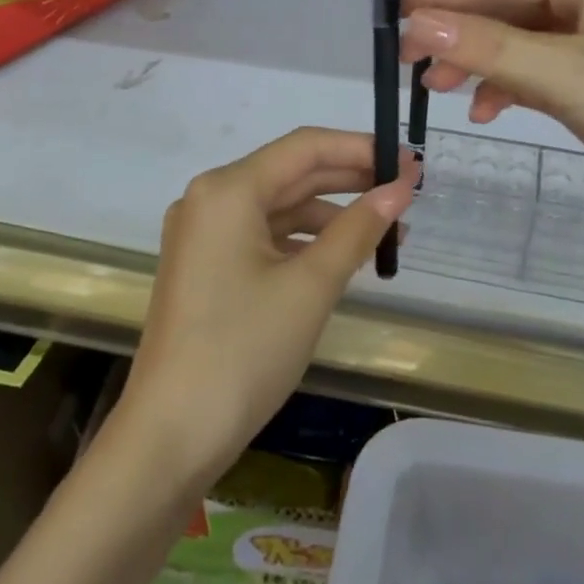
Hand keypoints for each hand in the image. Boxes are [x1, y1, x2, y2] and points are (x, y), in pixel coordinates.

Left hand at [115, 128, 416, 490]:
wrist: (172, 436)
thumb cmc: (244, 351)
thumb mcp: (310, 286)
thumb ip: (357, 229)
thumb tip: (401, 189)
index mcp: (227, 190)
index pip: (305, 147)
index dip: (361, 149)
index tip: (410, 161)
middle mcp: (209, 200)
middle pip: (291, 173)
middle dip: (351, 179)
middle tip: (408, 190)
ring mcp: (203, 235)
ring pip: (279, 206)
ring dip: (331, 213)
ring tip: (385, 230)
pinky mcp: (206, 266)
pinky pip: (263, 236)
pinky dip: (304, 241)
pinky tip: (341, 255)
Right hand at [402, 0, 583, 250]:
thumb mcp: (569, 74)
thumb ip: (490, 48)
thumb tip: (416, 23)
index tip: (392, 14)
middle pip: (504, 6)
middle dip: (456, 30)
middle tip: (406, 59)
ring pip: (514, 42)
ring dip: (475, 60)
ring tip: (436, 86)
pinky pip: (532, 73)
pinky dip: (504, 87)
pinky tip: (484, 109)